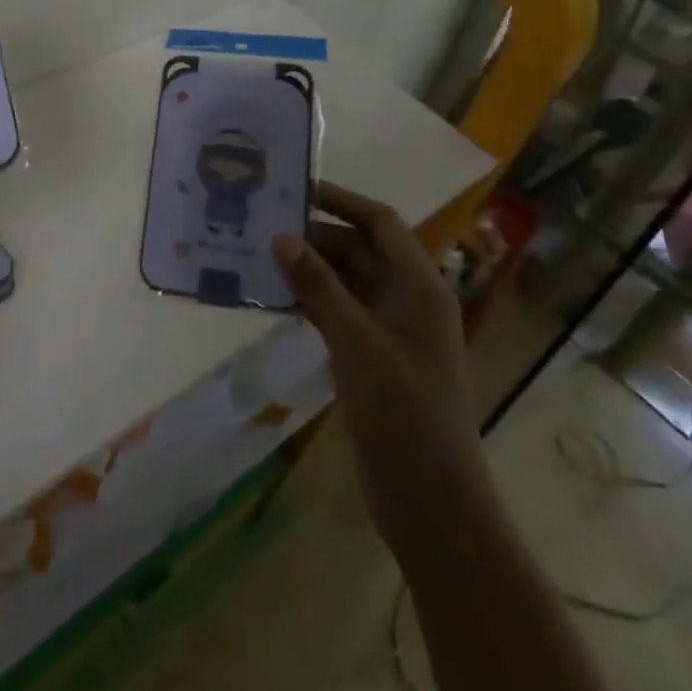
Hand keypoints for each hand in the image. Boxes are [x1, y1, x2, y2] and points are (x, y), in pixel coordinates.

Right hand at [271, 181, 482, 530]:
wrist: (432, 502)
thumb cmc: (402, 411)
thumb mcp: (355, 341)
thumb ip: (318, 285)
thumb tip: (282, 236)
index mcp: (418, 286)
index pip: (380, 222)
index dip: (341, 200)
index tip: (295, 188)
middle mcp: (408, 299)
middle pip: (361, 249)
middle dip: (316, 235)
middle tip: (264, 225)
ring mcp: (392, 330)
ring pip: (348, 281)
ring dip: (310, 268)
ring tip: (259, 256)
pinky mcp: (376, 357)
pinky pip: (341, 311)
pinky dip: (312, 300)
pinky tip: (275, 299)